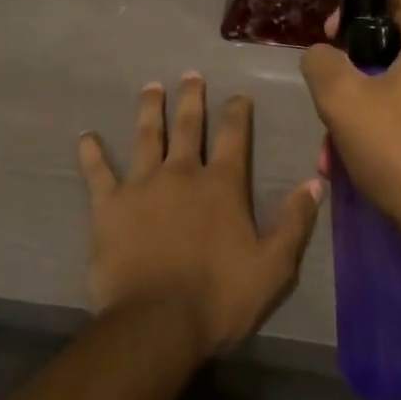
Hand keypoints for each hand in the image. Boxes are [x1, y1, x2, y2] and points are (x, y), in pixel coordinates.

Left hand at [76, 73, 321, 357]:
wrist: (155, 325)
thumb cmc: (218, 298)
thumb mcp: (272, 267)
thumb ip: (294, 222)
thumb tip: (314, 182)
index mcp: (221, 184)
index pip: (234, 135)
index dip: (237, 112)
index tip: (238, 95)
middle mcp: (182, 172)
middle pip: (188, 125)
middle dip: (191, 98)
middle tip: (190, 75)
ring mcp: (142, 185)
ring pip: (147, 136)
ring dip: (150, 110)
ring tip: (151, 88)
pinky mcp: (109, 205)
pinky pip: (98, 173)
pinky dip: (91, 154)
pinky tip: (86, 137)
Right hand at [302, 0, 400, 301]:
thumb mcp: (342, 101)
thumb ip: (321, 62)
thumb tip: (322, 53)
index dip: (355, 6)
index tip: (329, 36)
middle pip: (394, 42)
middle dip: (352, 69)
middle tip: (326, 94)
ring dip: (362, 107)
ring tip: (332, 149)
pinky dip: (387, 127)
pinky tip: (360, 163)